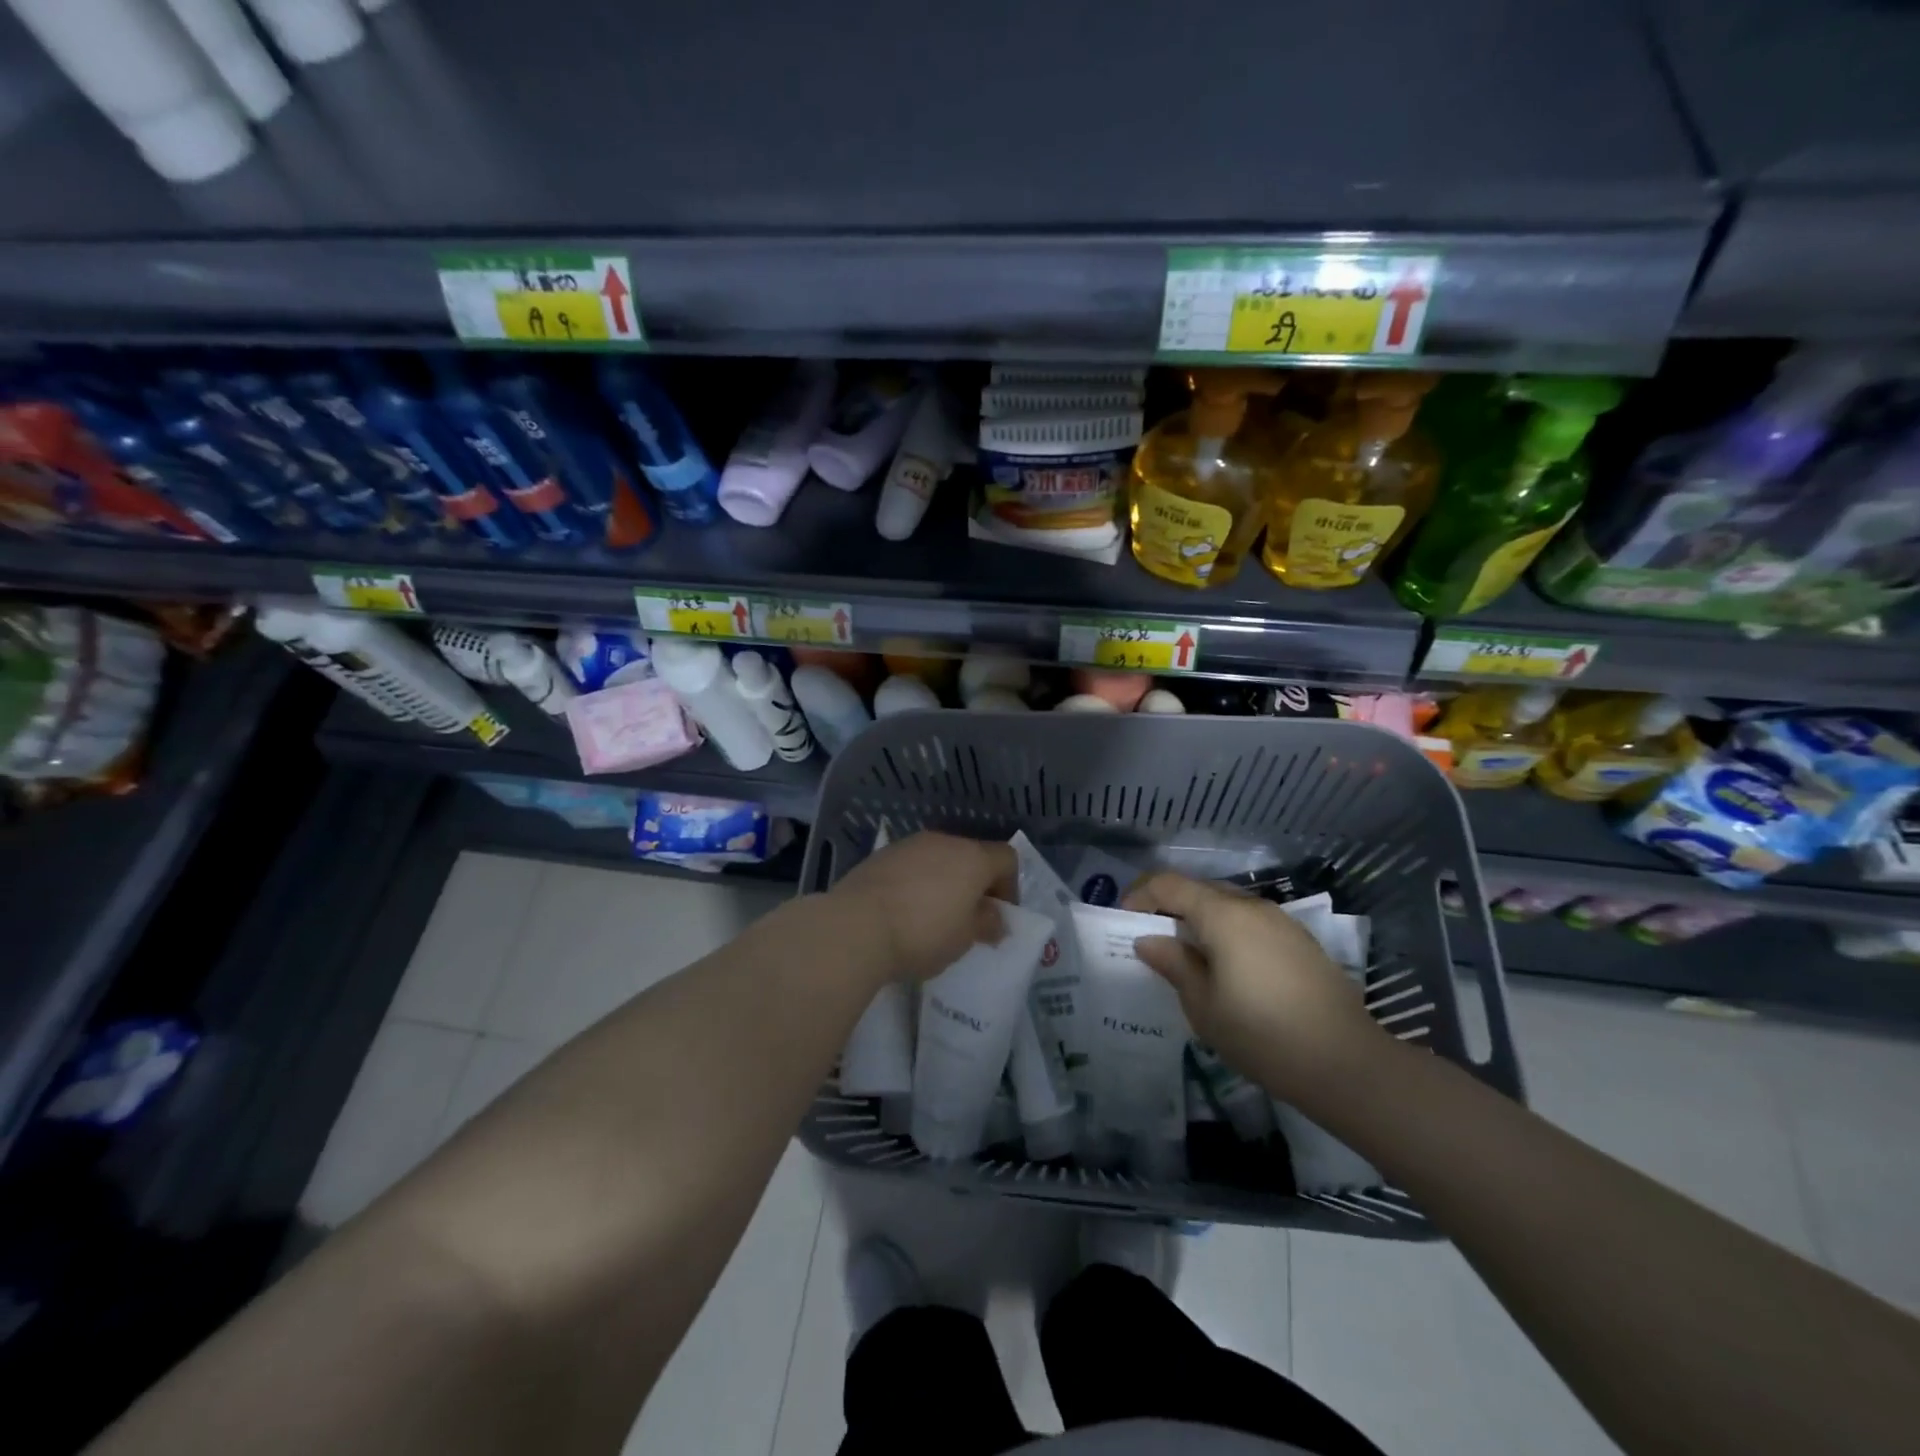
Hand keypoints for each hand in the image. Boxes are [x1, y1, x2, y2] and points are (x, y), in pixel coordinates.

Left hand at [828, 831, 1018, 982]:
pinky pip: (910, 866)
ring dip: (943, 882)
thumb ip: (987, 924)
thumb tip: (995, 918)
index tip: (998, 916)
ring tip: (933, 917)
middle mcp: (943, 841)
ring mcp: (908, 845)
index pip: (1007, 858)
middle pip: (971, 856)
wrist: (856, 926)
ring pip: (938, 859)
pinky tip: (903, 912)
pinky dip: (915, 883)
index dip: (1010, 887)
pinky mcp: (880, 856)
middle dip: (974, 885)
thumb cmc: (923, 933)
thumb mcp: (965, 938)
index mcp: (972, 857)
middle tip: (968, 919)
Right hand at [1123, 872, 1391, 1100]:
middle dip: (1169, 907)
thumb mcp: (1203, 1006)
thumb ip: (1174, 964)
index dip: (1139, 895)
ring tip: (1188, 956)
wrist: (1346, 1064)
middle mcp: (1252, 906)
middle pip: (1199, 889)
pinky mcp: (1300, 941)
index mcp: (1223, 915)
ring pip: (1227, 905)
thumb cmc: (1262, 1034)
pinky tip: (1228, 968)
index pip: (1168, 884)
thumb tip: (1148, 940)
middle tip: (1151, 940)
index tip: (1123, 922)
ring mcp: (1281, 921)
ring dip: (1200, 920)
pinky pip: (1251, 922)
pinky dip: (1228, 932)